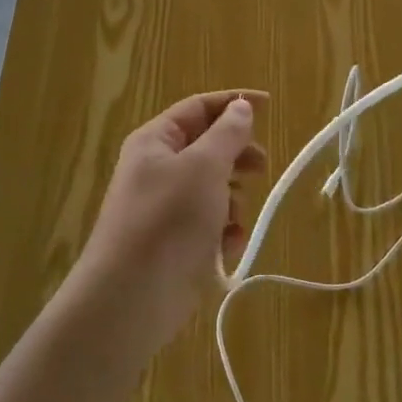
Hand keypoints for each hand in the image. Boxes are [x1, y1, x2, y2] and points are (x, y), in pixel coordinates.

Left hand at [69, 92, 267, 355]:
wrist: (131, 298)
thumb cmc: (168, 220)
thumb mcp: (204, 168)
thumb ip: (227, 134)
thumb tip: (240, 106)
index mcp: (156, 141)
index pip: (199, 107)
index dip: (234, 102)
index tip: (270, 105)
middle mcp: (157, 168)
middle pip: (208, 148)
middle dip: (237, 157)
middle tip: (262, 167)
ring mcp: (165, 207)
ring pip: (213, 188)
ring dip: (232, 200)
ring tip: (233, 218)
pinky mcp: (175, 242)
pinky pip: (208, 223)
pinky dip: (222, 231)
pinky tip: (225, 246)